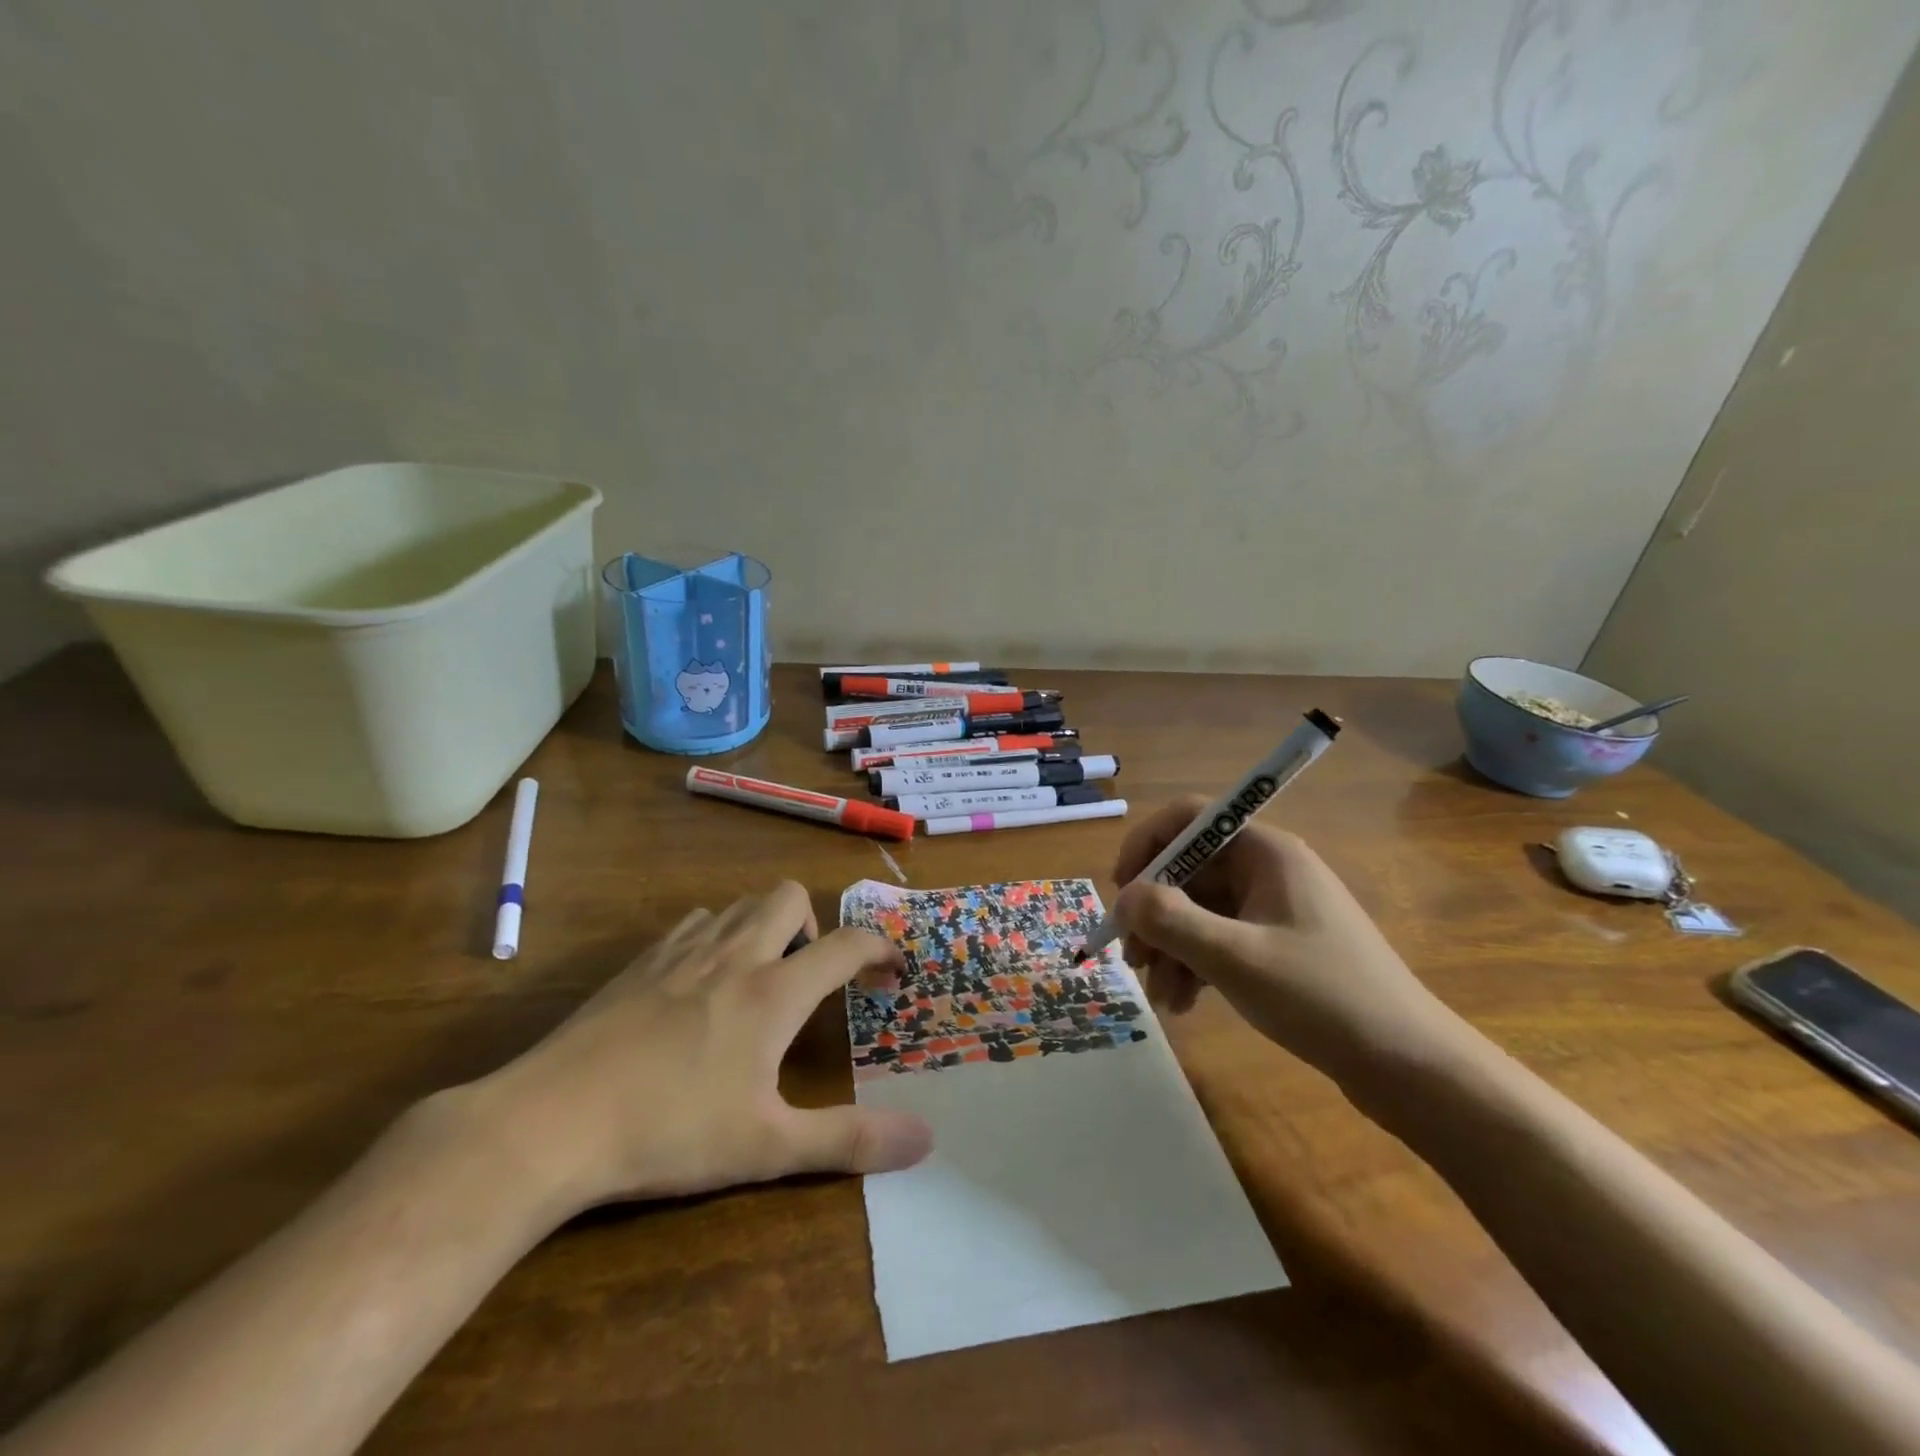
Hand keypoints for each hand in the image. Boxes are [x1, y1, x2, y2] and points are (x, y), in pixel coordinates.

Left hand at [460, 882, 932, 1217]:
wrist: (549, 1123)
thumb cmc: (668, 1133)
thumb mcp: (767, 1148)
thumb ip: (850, 1139)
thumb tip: (926, 1139)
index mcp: (772, 992)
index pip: (846, 944)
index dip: (880, 947)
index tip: (893, 969)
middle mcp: (733, 955)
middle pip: (789, 896)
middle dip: (815, 923)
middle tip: (810, 977)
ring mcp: (682, 952)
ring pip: (740, 903)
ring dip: (766, 925)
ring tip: (761, 978)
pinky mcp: (640, 963)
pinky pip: (695, 923)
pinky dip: (717, 935)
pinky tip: (702, 983)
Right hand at [1112, 797, 1471, 1096]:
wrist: (1410, 1066)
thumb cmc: (1322, 997)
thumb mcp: (1235, 958)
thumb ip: (1170, 921)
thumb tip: (1125, 898)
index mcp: (1265, 852)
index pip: (1189, 818)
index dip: (1147, 845)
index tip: (1121, 890)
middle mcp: (1268, 869)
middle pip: (1190, 871)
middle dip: (1155, 914)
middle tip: (1132, 959)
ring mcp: (1275, 908)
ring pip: (1201, 910)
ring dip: (1172, 948)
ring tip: (1161, 997)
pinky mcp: (1280, 945)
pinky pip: (1221, 939)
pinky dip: (1197, 965)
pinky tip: (1185, 1004)